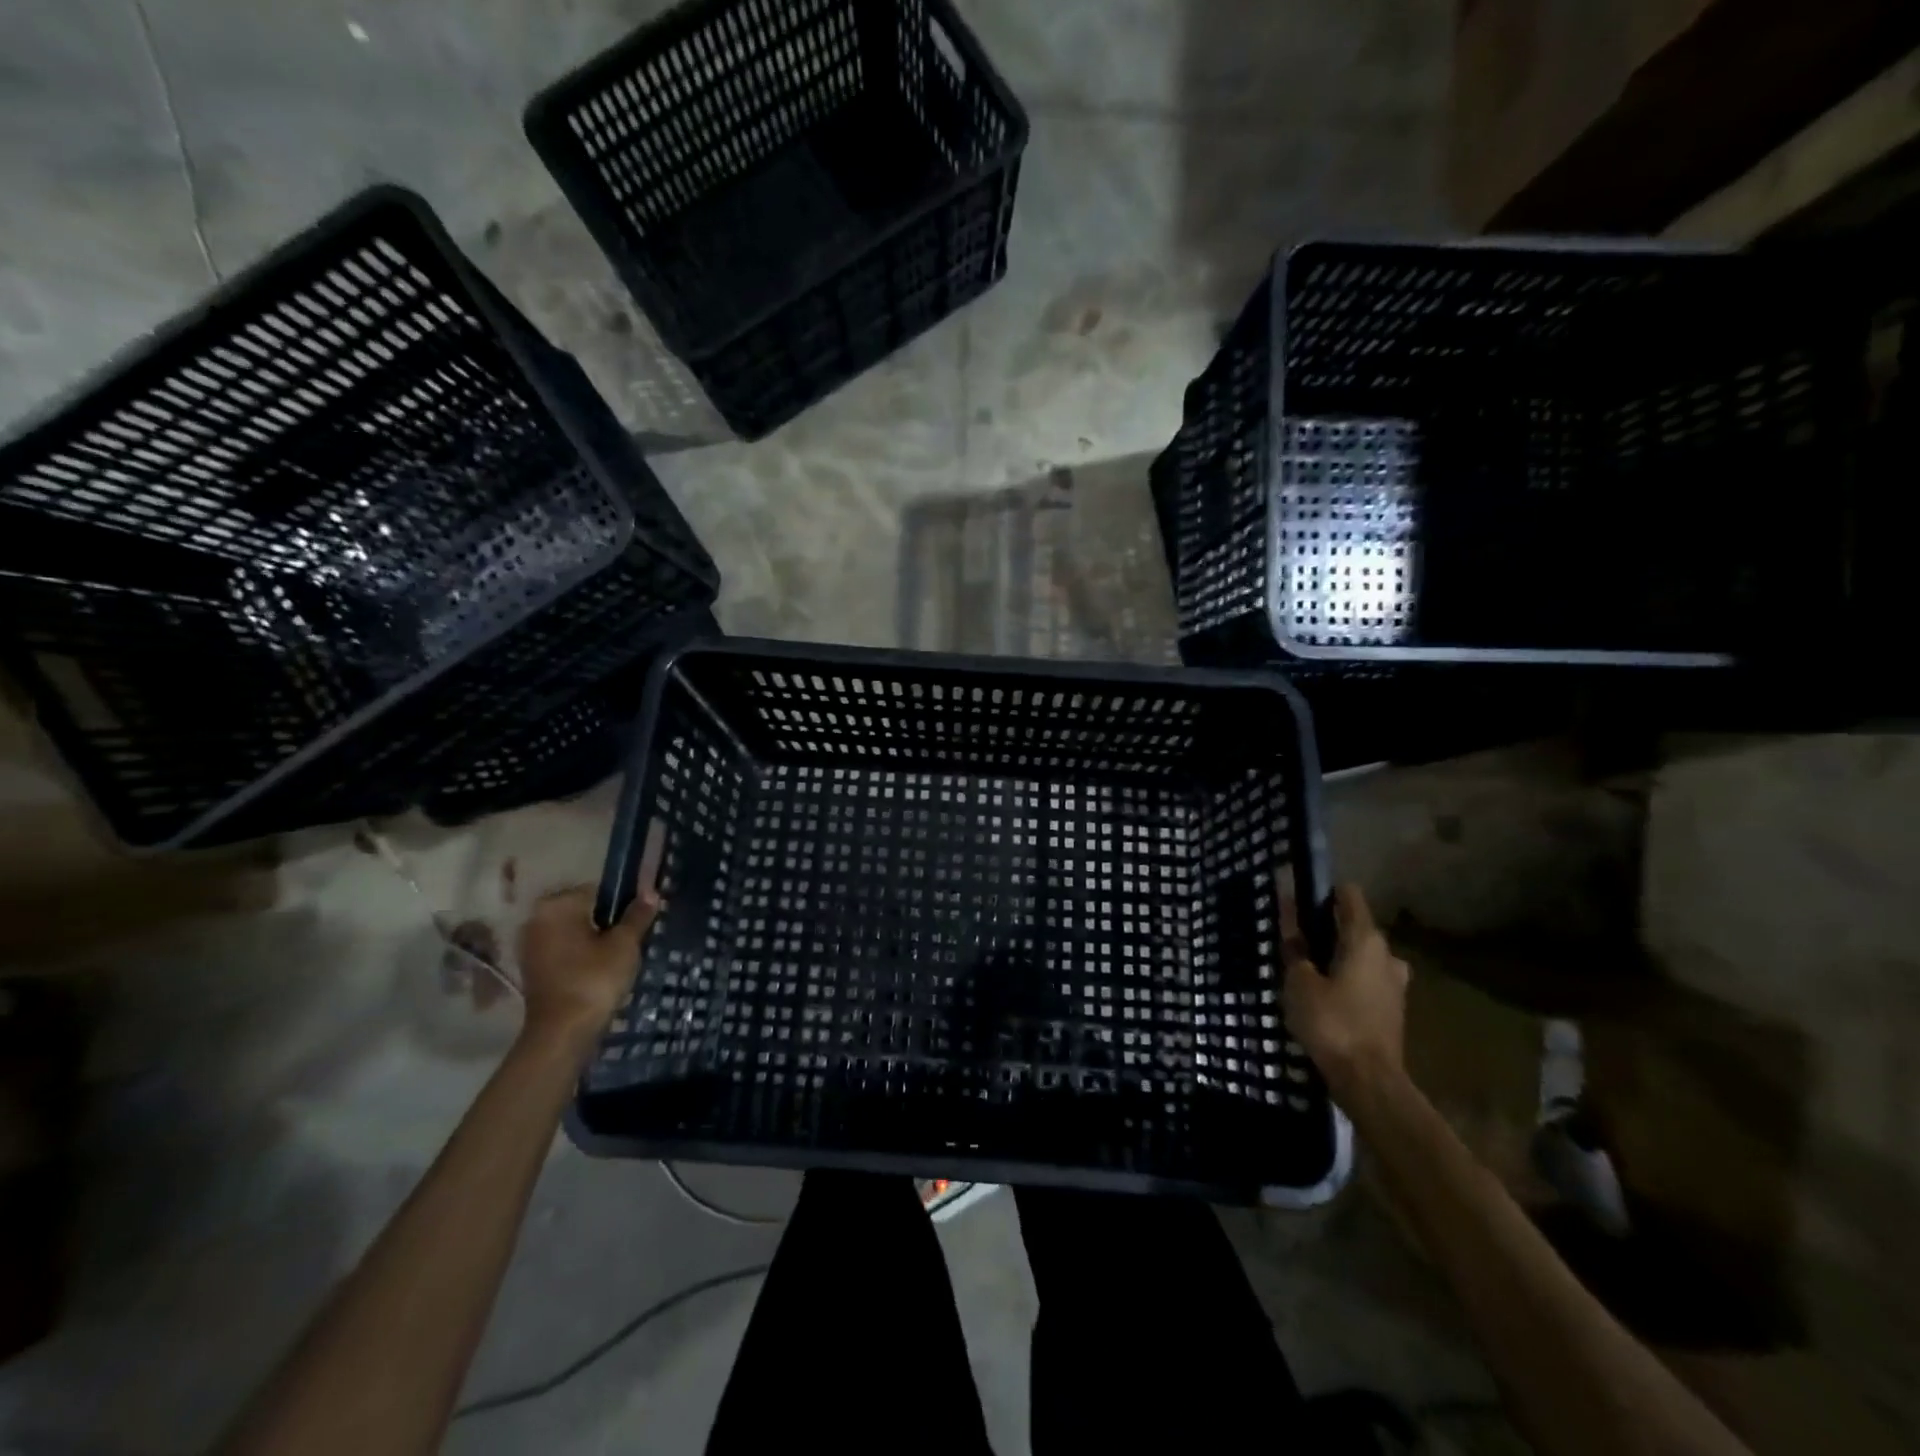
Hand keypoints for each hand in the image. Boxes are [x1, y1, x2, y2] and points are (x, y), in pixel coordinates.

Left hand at [517, 884, 661, 1050]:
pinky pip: (564, 950)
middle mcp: (537, 919)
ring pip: (573, 932)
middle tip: (630, 940)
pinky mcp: (532, 968)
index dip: (622, 904)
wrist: (562, 1032)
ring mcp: (531, 945)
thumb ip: (637, 915)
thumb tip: (650, 891)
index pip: (598, 891)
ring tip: (618, 957)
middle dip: (607, 922)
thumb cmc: (594, 979)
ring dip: (594, 940)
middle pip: (583, 911)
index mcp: (557, 906)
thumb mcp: (624, 944)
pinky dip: (581, 956)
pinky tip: (599, 970)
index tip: (638, 921)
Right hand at [1279, 880, 1409, 1099]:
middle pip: (1354, 925)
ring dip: (1337, 955)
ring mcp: (1395, 982)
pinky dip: (1347, 977)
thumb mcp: (1299, 982)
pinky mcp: (1393, 1007)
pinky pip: (1366, 977)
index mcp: (1365, 939)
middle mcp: (1387, 953)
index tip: (1298, 897)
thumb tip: (1289, 918)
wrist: (1368, 1081)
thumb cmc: (1331, 1022)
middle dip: (1326, 926)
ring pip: (1361, 954)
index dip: (1322, 891)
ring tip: (1307, 968)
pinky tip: (1324, 993)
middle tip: (1294, 938)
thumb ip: (1295, 947)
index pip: (1349, 895)